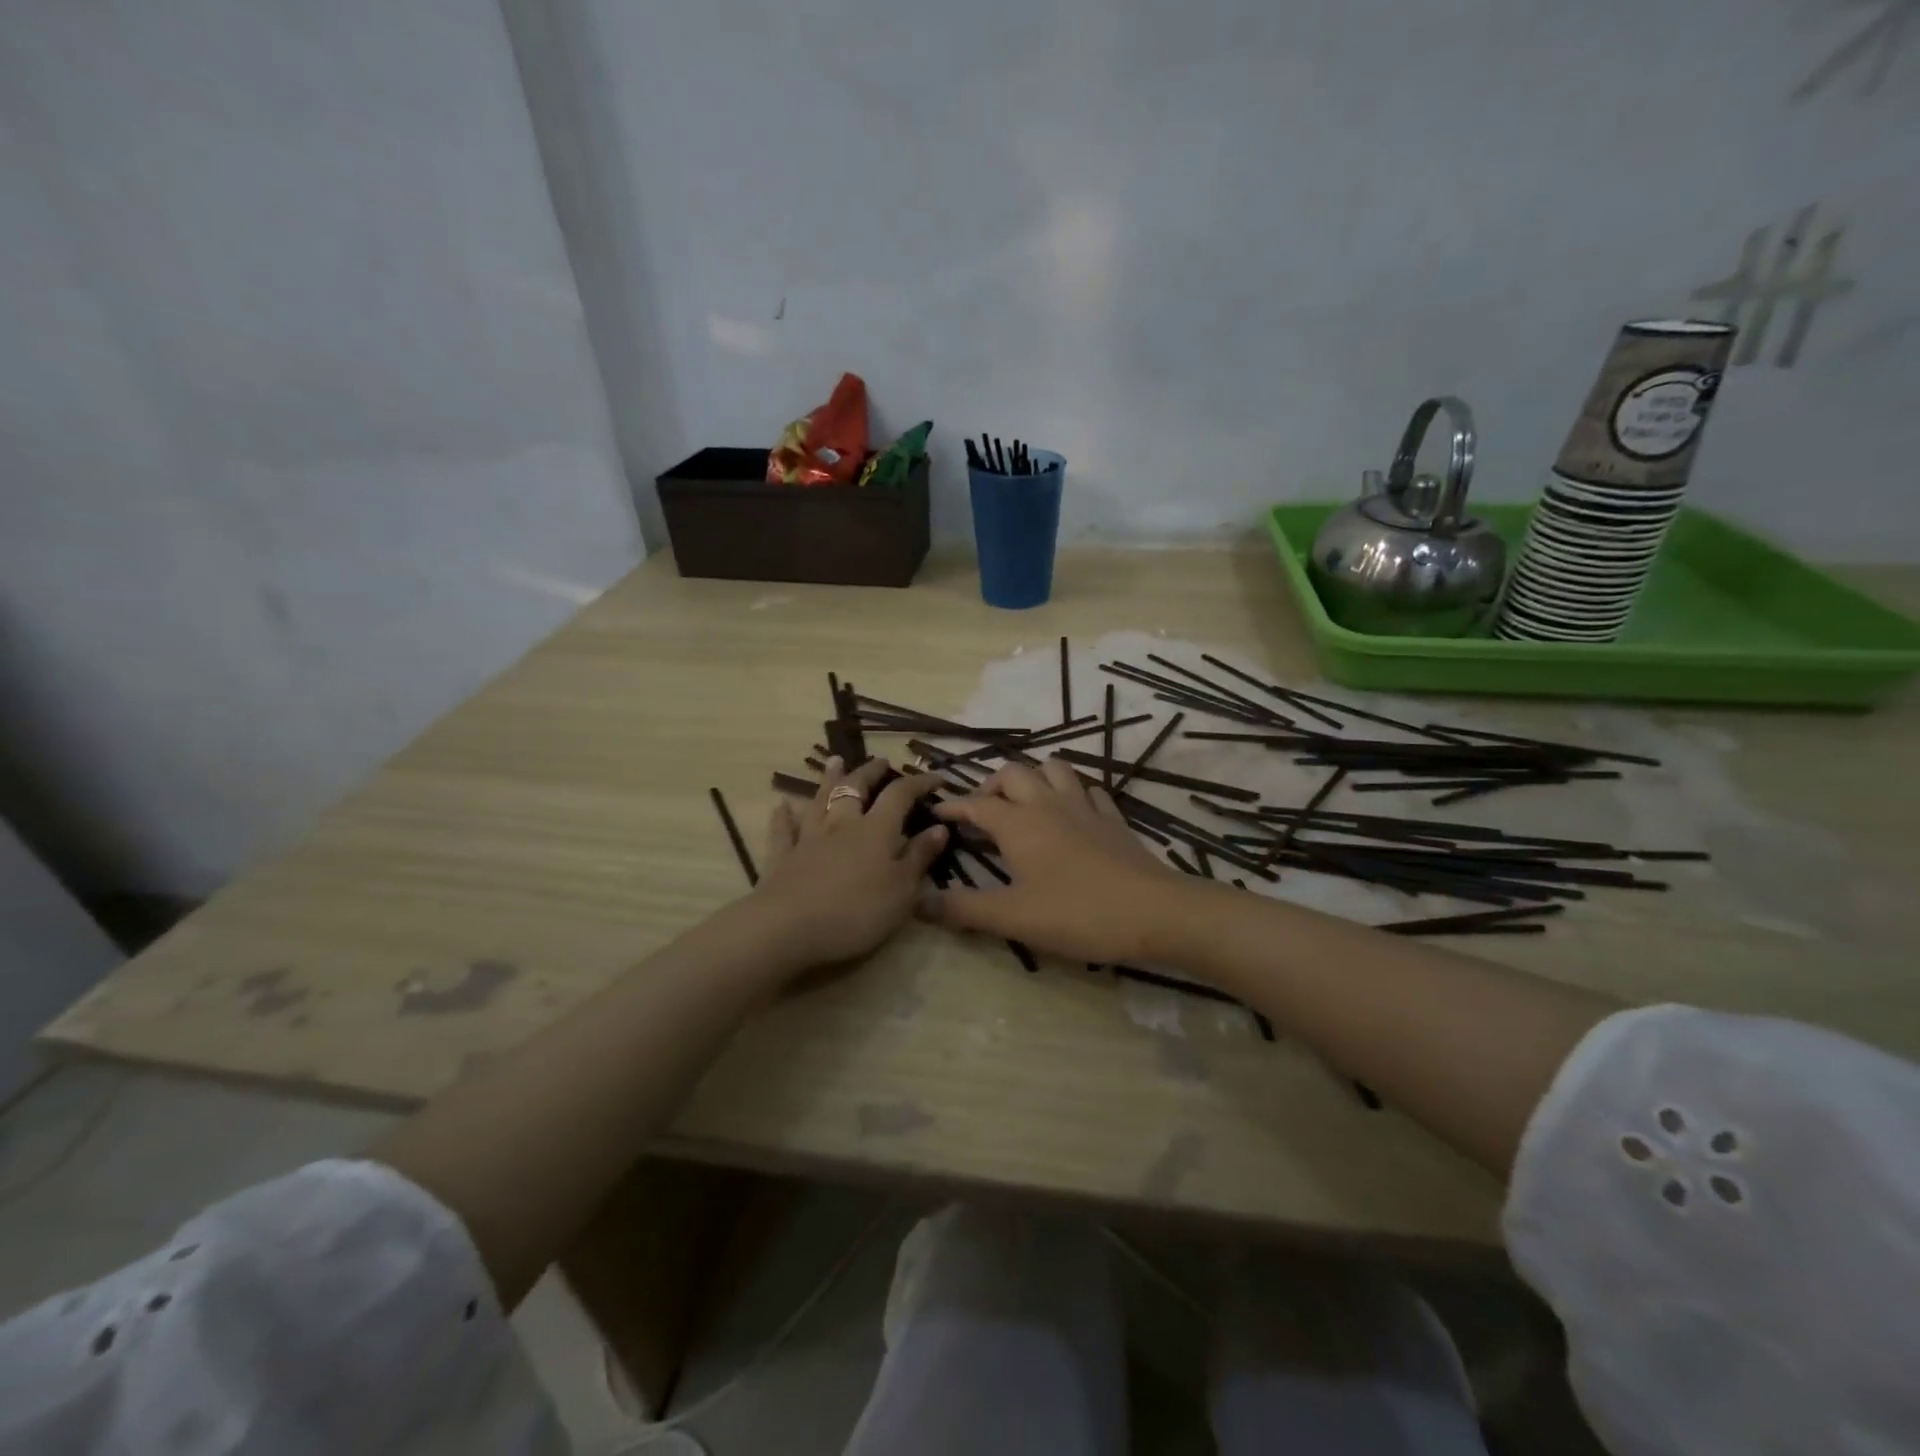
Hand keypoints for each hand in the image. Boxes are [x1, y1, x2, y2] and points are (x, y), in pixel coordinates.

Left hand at [748, 756, 947, 969]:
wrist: (789, 928)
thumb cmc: (857, 912)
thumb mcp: (902, 892)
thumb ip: (919, 857)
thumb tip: (939, 828)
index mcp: (876, 830)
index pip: (900, 795)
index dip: (919, 782)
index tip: (937, 778)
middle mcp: (842, 825)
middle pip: (855, 788)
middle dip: (870, 772)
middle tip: (880, 761)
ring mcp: (808, 839)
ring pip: (819, 801)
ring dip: (828, 780)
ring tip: (835, 761)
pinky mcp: (782, 857)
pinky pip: (782, 830)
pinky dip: (783, 816)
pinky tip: (781, 806)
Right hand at [923, 761, 1197, 963]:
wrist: (1152, 912)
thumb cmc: (1076, 913)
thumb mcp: (1012, 917)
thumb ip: (963, 909)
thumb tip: (917, 901)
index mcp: (1018, 824)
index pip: (976, 803)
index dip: (953, 805)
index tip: (936, 811)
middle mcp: (1047, 804)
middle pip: (1013, 774)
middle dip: (991, 786)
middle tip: (982, 811)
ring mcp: (1084, 806)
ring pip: (1054, 769)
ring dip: (1033, 778)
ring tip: (1024, 803)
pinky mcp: (1113, 817)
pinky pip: (1089, 790)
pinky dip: (1073, 793)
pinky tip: (1072, 812)